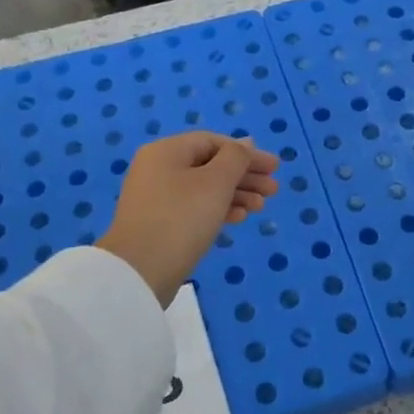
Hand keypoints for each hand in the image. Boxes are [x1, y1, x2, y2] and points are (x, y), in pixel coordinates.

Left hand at [98, 133, 279, 307]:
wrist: (139, 272)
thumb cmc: (181, 218)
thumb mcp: (216, 182)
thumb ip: (236, 158)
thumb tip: (246, 143)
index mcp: (167, 151)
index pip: (213, 141)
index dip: (247, 153)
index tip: (274, 168)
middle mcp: (158, 168)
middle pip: (209, 164)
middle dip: (244, 176)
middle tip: (273, 190)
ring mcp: (156, 197)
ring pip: (204, 188)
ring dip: (235, 194)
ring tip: (260, 208)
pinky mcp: (158, 223)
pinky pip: (194, 207)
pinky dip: (218, 209)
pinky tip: (238, 219)